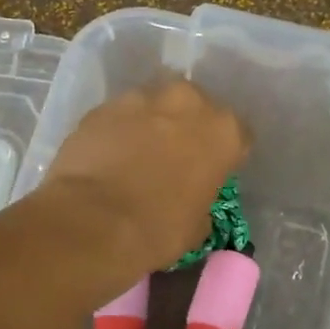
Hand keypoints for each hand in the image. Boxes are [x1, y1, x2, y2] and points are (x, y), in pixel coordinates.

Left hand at [41, 80, 247, 275]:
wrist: (92, 222)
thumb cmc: (157, 230)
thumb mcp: (197, 226)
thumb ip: (201, 199)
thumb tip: (189, 199)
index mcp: (223, 131)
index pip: (238, 135)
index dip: (225, 155)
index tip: (213, 172)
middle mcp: (187, 102)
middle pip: (195, 108)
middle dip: (187, 128)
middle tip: (173, 157)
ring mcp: (140, 98)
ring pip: (154, 106)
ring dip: (150, 125)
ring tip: (135, 156)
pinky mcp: (101, 107)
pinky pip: (118, 116)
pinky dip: (117, 131)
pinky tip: (107, 157)